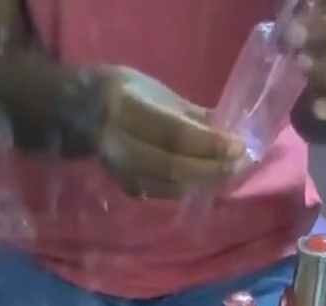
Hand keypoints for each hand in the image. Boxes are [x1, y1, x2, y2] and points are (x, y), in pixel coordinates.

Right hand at [85, 66, 243, 198]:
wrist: (85, 115)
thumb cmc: (126, 94)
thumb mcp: (156, 92)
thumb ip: (190, 116)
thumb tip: (226, 132)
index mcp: (127, 110)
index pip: (175, 134)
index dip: (208, 144)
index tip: (238, 146)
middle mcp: (123, 147)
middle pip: (175, 167)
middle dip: (211, 169)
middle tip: (240, 165)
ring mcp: (125, 173)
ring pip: (172, 186)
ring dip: (205, 182)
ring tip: (231, 174)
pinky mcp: (130, 190)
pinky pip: (166, 192)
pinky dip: (191, 189)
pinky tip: (210, 183)